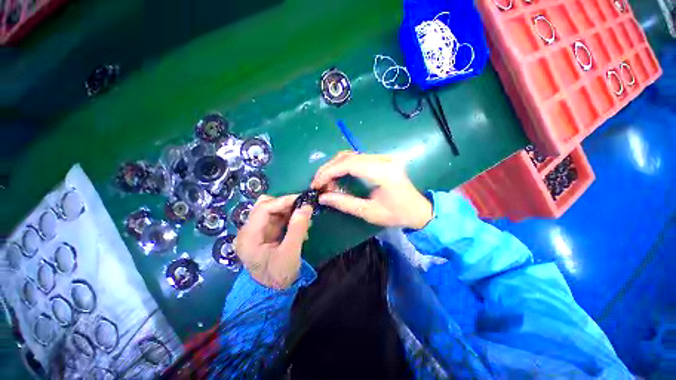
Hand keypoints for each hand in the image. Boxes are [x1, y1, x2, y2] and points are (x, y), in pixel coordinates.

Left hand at [235, 195, 312, 289]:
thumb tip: (306, 207)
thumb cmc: (279, 276)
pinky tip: (299, 225)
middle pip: (265, 206)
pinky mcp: (264, 233)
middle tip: (303, 208)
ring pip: (272, 210)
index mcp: (248, 236)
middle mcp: (248, 230)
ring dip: (288, 211)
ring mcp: (256, 231)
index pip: (263, 209)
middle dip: (285, 205)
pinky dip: (289, 217)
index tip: (302, 199)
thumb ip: (298, 229)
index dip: (283, 201)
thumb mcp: (290, 253)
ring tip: (303, 219)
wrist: (273, 292)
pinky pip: (276, 218)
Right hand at [311, 152, 432, 229]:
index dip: (329, 172)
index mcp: (383, 172)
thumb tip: (323, 197)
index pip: (349, 164)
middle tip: (317, 183)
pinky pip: (357, 157)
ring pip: (351, 155)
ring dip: (334, 166)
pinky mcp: (381, 159)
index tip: (316, 184)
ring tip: (325, 181)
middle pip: (348, 156)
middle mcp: (383, 159)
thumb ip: (344, 203)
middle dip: (328, 169)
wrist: (418, 209)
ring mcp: (383, 157)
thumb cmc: (396, 214)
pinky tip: (337, 175)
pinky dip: (343, 165)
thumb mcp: (369, 212)